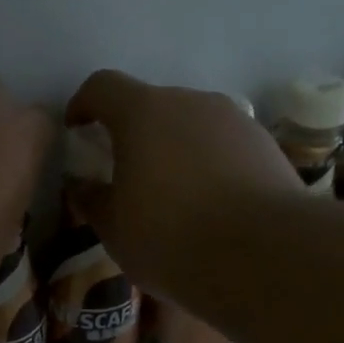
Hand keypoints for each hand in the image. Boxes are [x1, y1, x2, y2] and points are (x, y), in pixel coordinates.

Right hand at [64, 69, 301, 299]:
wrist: (265, 256)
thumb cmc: (171, 238)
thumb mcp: (114, 229)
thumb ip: (92, 200)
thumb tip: (84, 187)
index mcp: (143, 113)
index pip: (102, 86)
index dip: (83, 104)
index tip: (77, 131)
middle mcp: (190, 102)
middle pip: (151, 105)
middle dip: (132, 133)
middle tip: (125, 175)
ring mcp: (235, 120)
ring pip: (191, 125)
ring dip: (173, 149)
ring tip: (172, 195)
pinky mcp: (266, 146)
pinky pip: (223, 146)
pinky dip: (208, 164)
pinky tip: (211, 205)